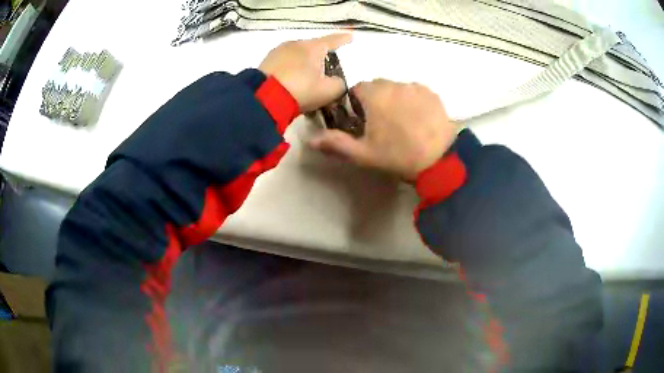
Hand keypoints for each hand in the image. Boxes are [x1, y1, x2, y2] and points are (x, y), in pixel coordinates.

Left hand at [259, 33, 352, 112]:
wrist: (263, 98)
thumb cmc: (301, 90)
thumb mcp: (328, 91)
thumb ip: (339, 84)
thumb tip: (337, 81)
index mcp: (313, 47)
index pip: (332, 41)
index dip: (343, 39)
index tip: (350, 36)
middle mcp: (295, 44)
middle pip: (312, 48)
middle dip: (319, 57)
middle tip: (324, 69)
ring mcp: (278, 51)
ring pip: (297, 55)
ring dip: (303, 64)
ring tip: (305, 78)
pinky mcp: (265, 62)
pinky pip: (284, 63)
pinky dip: (290, 69)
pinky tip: (290, 81)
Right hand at [310, 79, 456, 180]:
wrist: (440, 160)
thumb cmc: (399, 156)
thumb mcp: (364, 154)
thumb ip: (336, 143)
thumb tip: (310, 139)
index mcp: (375, 95)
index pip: (356, 89)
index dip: (356, 104)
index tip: (362, 121)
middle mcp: (394, 84)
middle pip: (377, 87)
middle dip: (375, 100)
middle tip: (382, 124)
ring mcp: (415, 87)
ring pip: (397, 88)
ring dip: (394, 99)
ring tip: (403, 122)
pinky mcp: (432, 93)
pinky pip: (415, 91)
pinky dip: (412, 100)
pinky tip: (418, 118)